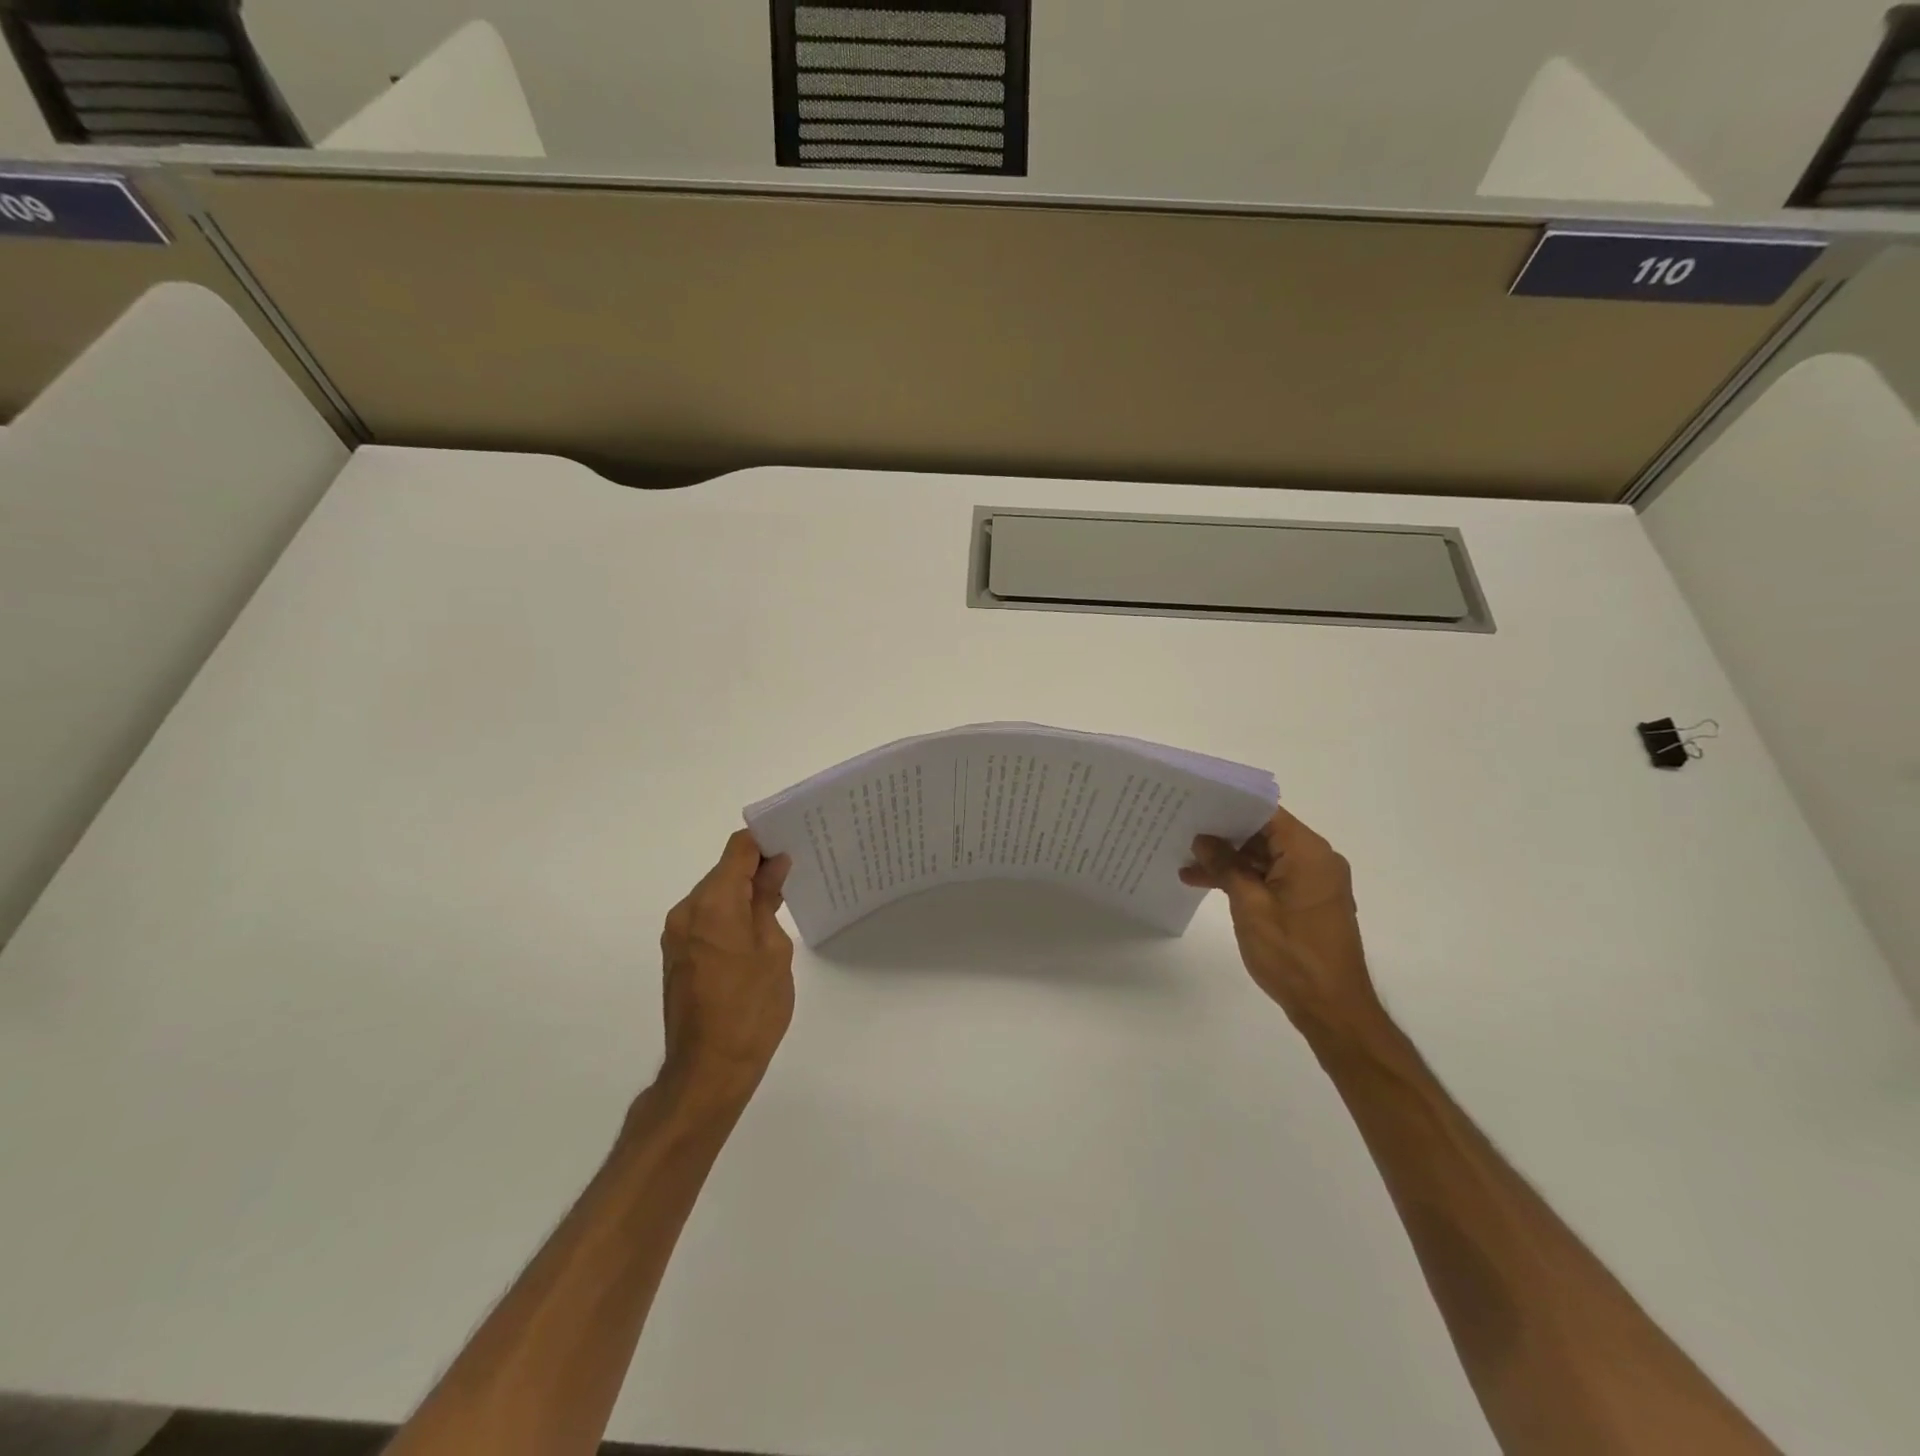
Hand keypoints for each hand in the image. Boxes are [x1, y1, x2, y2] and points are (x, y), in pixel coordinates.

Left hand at [658, 830, 794, 1107]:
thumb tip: (774, 866)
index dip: (765, 841)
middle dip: (756, 869)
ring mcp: (676, 935)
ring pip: (714, 895)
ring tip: (779, 904)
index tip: (793, 844)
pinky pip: (706, 918)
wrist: (708, 1071)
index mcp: (712, 904)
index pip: (738, 849)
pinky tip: (756, 931)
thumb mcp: (773, 950)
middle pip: (724, 871)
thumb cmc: (751, 1008)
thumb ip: (768, 901)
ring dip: (743, 893)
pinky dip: (729, 915)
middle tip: (794, 875)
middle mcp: (686, 911)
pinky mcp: (676, 955)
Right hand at [1181, 807, 1384, 1045]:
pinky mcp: (1307, 902)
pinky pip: (1271, 878)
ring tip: (1187, 866)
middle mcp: (1316, 860)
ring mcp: (1313, 882)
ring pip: (1265, 858)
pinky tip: (1209, 884)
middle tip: (1183, 834)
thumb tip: (1204, 840)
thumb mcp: (1250, 906)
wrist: (1332, 1009)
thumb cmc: (1292, 954)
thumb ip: (1226, 866)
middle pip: (1265, 834)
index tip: (1196, 807)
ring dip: (1230, 862)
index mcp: (1309, 853)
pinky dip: (1244, 880)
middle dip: (1225, 836)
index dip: (1230, 808)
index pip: (1266, 814)